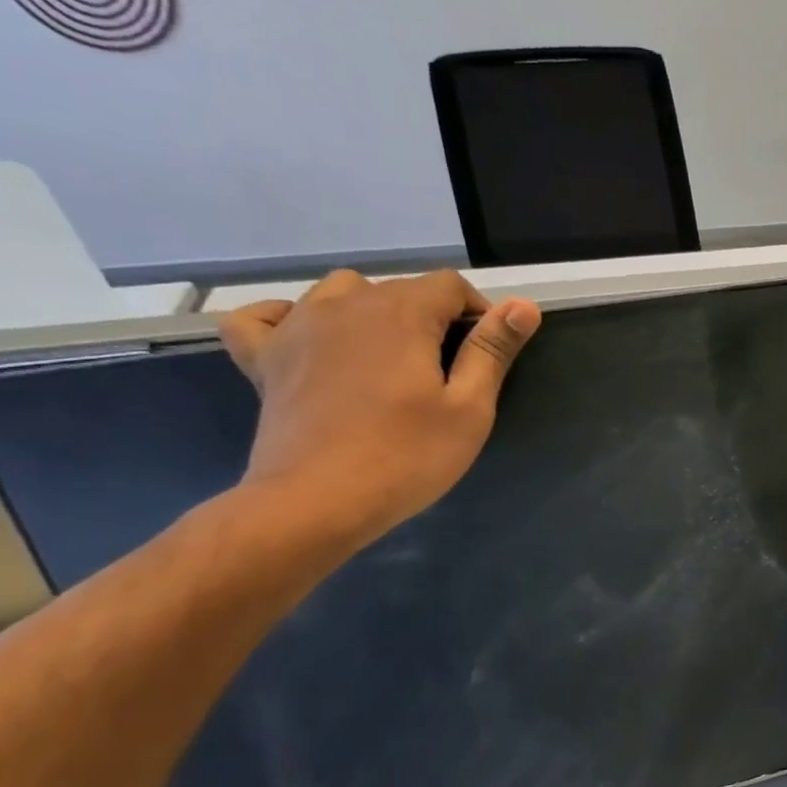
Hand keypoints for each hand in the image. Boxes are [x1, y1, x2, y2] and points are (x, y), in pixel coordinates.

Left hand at [219, 270, 539, 551]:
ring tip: (390, 353)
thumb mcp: (470, 407)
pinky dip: (287, 318)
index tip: (489, 352)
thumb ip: (492, 350)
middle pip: (400, 289)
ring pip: (340, 292)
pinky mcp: (265, 359)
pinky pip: (264, 317)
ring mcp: (297, 329)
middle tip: (450, 369)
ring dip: (372, 310)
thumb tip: (522, 305)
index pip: (449, 286)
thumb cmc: (408, 455)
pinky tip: (308, 338)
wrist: (317, 501)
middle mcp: (345, 306)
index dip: (478, 312)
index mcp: (401, 315)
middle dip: (433, 316)